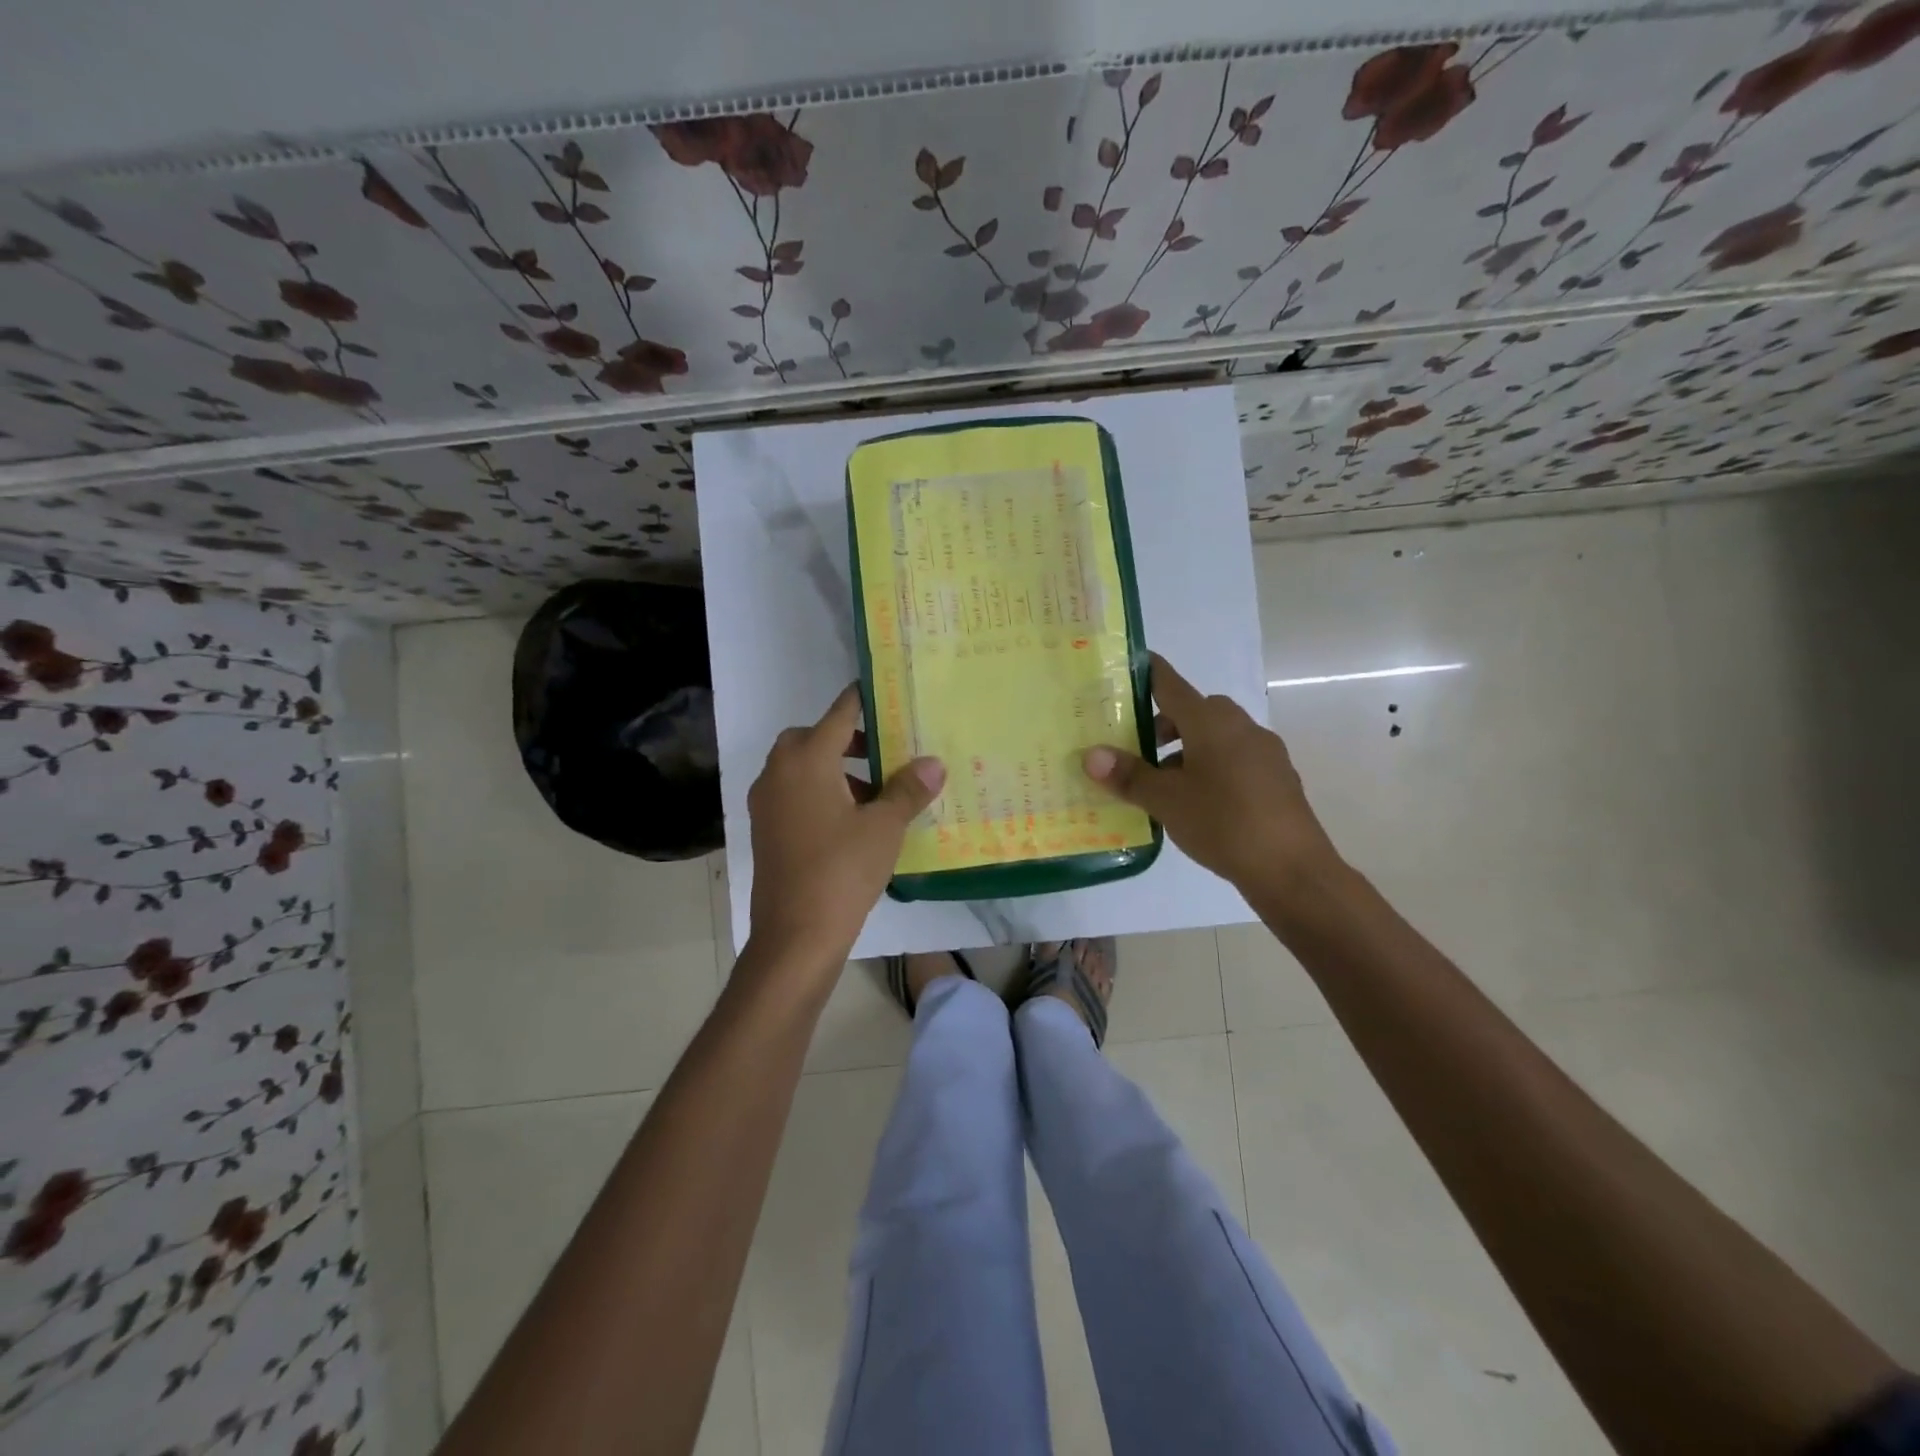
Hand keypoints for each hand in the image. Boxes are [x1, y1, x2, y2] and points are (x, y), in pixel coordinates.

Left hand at [746, 684, 944, 972]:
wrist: (795, 935)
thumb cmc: (842, 870)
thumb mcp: (885, 827)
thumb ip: (908, 789)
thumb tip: (933, 763)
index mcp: (806, 760)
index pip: (839, 713)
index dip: (863, 699)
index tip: (884, 690)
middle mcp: (778, 772)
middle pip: (813, 738)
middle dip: (846, 739)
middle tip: (882, 751)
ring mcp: (766, 803)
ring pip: (801, 768)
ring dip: (834, 769)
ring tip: (875, 793)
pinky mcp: (765, 830)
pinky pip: (794, 794)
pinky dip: (819, 793)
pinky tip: (851, 822)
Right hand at [1084, 653, 1341, 902]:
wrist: (1291, 869)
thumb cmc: (1222, 823)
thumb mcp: (1165, 800)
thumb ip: (1129, 775)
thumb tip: (1092, 756)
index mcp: (1211, 722)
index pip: (1171, 685)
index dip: (1149, 674)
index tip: (1130, 666)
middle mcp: (1241, 727)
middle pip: (1196, 711)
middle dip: (1166, 724)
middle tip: (1139, 750)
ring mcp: (1265, 752)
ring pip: (1218, 737)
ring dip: (1189, 749)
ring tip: (1165, 785)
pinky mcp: (1277, 779)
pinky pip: (1236, 759)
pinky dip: (1212, 768)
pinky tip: (1201, 803)